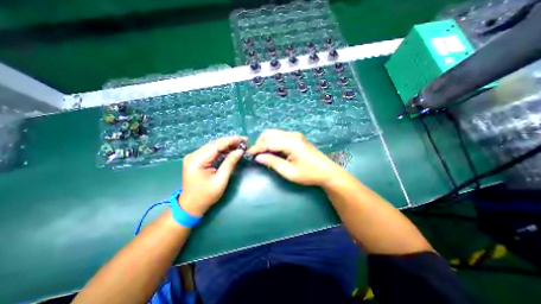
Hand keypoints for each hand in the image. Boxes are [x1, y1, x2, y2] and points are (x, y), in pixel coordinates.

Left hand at [179, 135, 243, 215]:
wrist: (191, 206)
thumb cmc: (206, 196)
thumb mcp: (220, 181)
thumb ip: (230, 164)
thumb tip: (240, 151)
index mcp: (197, 160)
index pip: (216, 145)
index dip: (230, 140)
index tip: (243, 138)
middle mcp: (194, 155)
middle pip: (215, 144)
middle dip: (230, 142)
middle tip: (244, 142)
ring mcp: (195, 156)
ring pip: (214, 146)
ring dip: (227, 145)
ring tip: (240, 145)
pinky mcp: (198, 159)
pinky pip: (212, 151)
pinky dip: (223, 150)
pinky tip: (231, 150)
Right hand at [246, 129, 343, 185]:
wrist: (327, 171)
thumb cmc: (309, 174)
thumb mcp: (289, 172)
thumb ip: (273, 162)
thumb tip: (258, 157)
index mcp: (291, 142)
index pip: (268, 142)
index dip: (256, 148)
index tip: (248, 154)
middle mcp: (292, 135)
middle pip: (269, 133)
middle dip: (260, 143)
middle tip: (256, 155)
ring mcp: (295, 135)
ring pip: (273, 133)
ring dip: (266, 142)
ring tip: (263, 154)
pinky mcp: (296, 137)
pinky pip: (279, 136)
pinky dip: (273, 142)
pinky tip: (273, 152)